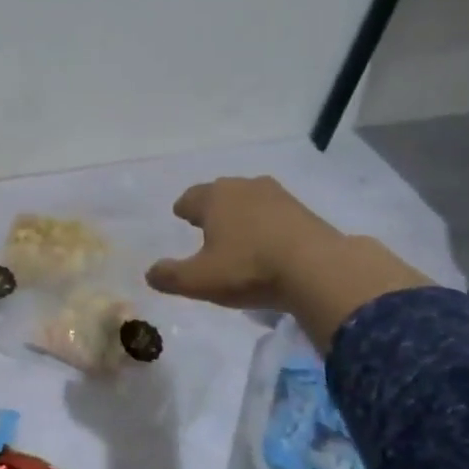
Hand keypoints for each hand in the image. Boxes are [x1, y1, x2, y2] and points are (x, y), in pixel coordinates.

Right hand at [145, 176, 427, 349]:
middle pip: (221, 193)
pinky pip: (275, 214)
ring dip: (242, 213)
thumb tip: (150, 273)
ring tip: (238, 233)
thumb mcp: (199, 281)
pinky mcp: (304, 211)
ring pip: (250, 200)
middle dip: (212, 206)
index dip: (183, 208)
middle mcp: (244, 187)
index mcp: (214, 198)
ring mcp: (278, 196)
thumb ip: (170, 276)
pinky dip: (267, 224)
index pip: (190, 197)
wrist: (318, 269)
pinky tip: (268, 242)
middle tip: (206, 223)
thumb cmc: (248, 269)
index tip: (181, 215)